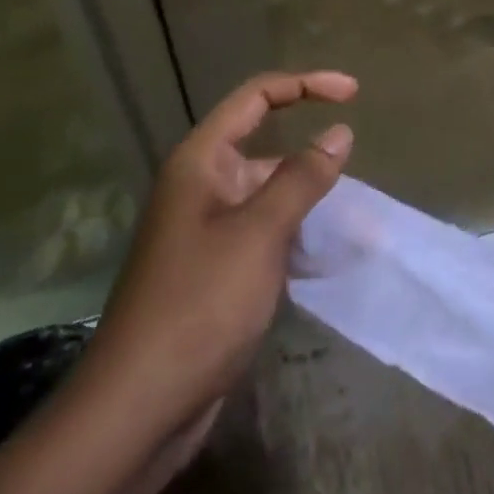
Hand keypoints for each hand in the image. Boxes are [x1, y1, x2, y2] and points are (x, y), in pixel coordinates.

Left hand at [80, 70, 357, 441]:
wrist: (138, 408)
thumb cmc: (199, 305)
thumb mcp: (260, 233)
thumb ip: (302, 177)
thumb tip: (339, 133)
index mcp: (201, 162)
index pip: (257, 97)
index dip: (306, 85)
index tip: (353, 93)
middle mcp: (200, 185)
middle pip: (262, 144)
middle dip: (310, 156)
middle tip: (356, 176)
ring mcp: (204, 228)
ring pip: (265, 193)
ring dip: (305, 199)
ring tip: (351, 220)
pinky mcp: (212, 267)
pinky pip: (261, 231)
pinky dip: (292, 233)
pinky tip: (320, 256)